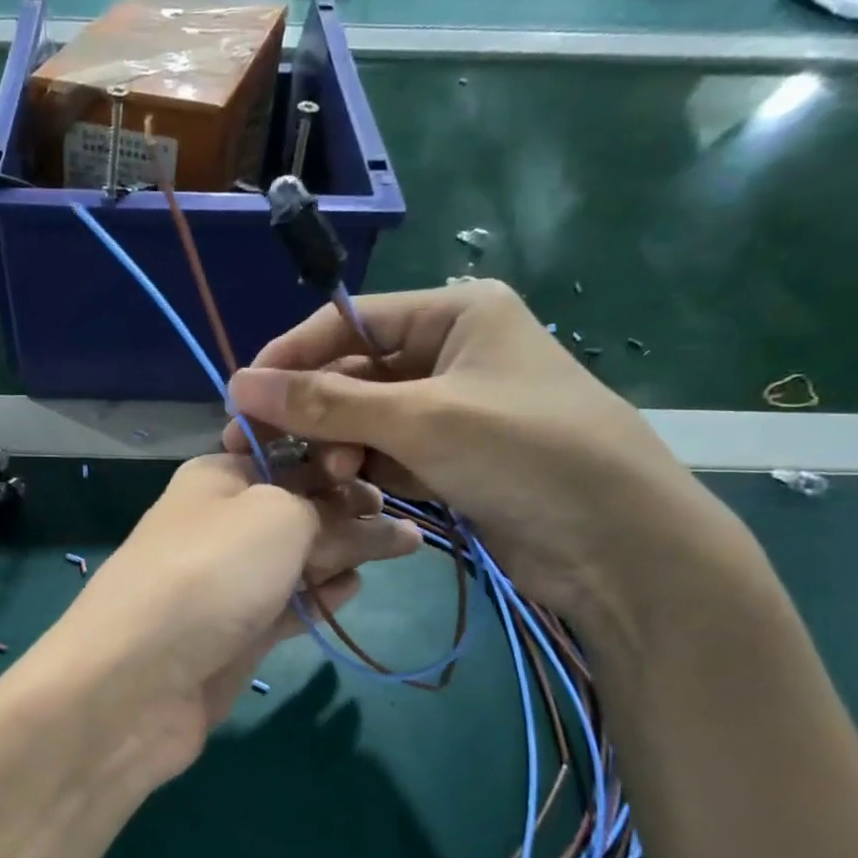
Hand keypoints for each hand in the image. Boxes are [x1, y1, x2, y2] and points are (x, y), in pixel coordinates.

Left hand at [29, 454, 420, 788]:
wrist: (135, 681)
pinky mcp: (233, 636)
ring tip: (400, 549)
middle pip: (296, 509)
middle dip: (349, 510)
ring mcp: (225, 584)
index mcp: (217, 477)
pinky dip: (318, 596)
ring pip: (295, 560)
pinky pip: (286, 606)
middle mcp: (219, 525)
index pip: (288, 456)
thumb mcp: (278, 517)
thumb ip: (329, 511)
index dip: (336, 461)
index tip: (387, 473)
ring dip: (342, 553)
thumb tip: (370, 518)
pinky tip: (352, 589)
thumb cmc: (209, 574)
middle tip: (406, 522)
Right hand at [223, 280, 746, 645]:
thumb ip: (327, 403)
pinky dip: (365, 472)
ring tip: (326, 477)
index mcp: (456, 313)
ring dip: (339, 447)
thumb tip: (239, 384)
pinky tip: (348, 492)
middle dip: (315, 412)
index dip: (293, 356)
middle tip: (266, 450)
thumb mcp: (419, 419)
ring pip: (367, 421)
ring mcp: (454, 411)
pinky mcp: (454, 460)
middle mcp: (452, 354)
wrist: (618, 544)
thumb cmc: (524, 453)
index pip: (350, 322)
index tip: (241, 394)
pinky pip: (389, 455)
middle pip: (356, 374)